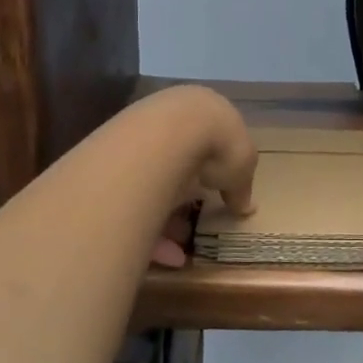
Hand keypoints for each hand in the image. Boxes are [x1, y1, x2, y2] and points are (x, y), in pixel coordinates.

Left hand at [137, 85, 257, 267]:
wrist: (168, 135)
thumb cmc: (217, 144)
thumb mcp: (243, 168)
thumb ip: (242, 187)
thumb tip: (246, 207)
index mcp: (205, 111)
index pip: (211, 139)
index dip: (216, 167)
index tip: (218, 192)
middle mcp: (170, 118)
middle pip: (179, 160)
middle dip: (187, 194)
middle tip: (195, 221)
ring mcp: (140, 136)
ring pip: (155, 181)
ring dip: (168, 215)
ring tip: (180, 242)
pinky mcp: (116, 162)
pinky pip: (135, 200)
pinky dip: (150, 225)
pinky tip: (164, 251)